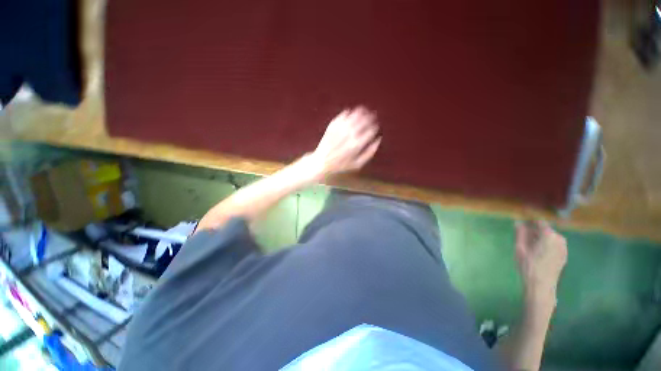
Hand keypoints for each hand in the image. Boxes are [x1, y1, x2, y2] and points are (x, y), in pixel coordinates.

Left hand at [306, 106, 381, 180]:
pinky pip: (340, 117)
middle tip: (372, 115)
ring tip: (363, 109)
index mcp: (356, 145)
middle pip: (362, 122)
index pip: (370, 131)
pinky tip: (349, 112)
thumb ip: (369, 153)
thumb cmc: (340, 165)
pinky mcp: (331, 127)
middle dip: (369, 117)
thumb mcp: (357, 164)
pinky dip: (346, 113)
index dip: (374, 127)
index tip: (376, 126)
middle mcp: (348, 136)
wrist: (321, 162)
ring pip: (352, 116)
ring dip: (359, 112)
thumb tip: (379, 140)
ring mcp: (339, 130)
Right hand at [515, 221, 567, 307]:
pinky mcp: (564, 255)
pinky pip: (554, 244)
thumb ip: (520, 233)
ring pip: (550, 237)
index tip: (522, 217)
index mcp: (549, 235)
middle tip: (522, 234)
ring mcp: (564, 248)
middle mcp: (559, 239)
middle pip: (545, 229)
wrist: (541, 285)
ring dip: (540, 237)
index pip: (540, 221)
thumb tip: (518, 222)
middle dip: (534, 230)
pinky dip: (545, 244)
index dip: (530, 218)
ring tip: (529, 244)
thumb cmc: (528, 265)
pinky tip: (537, 251)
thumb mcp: (520, 248)